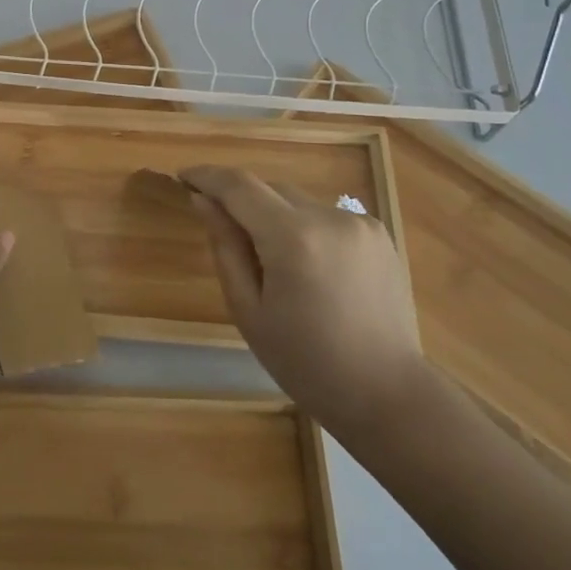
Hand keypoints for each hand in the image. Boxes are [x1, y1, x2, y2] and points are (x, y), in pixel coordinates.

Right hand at [181, 165, 431, 448]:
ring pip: (298, 201)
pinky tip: (309, 268)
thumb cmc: (305, 362)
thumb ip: (225, 246)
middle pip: (270, 188)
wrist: (387, 393)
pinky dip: (305, 228)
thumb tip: (203, 201)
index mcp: (293, 238)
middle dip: (241, 200)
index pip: (239, 186)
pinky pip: (326, 217)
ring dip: (274, 215)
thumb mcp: (248, 309)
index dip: (207, 176)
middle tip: (222, 231)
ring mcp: (360, 223)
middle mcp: (330, 217)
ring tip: (272, 261)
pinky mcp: (381, 233)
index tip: (183, 177)